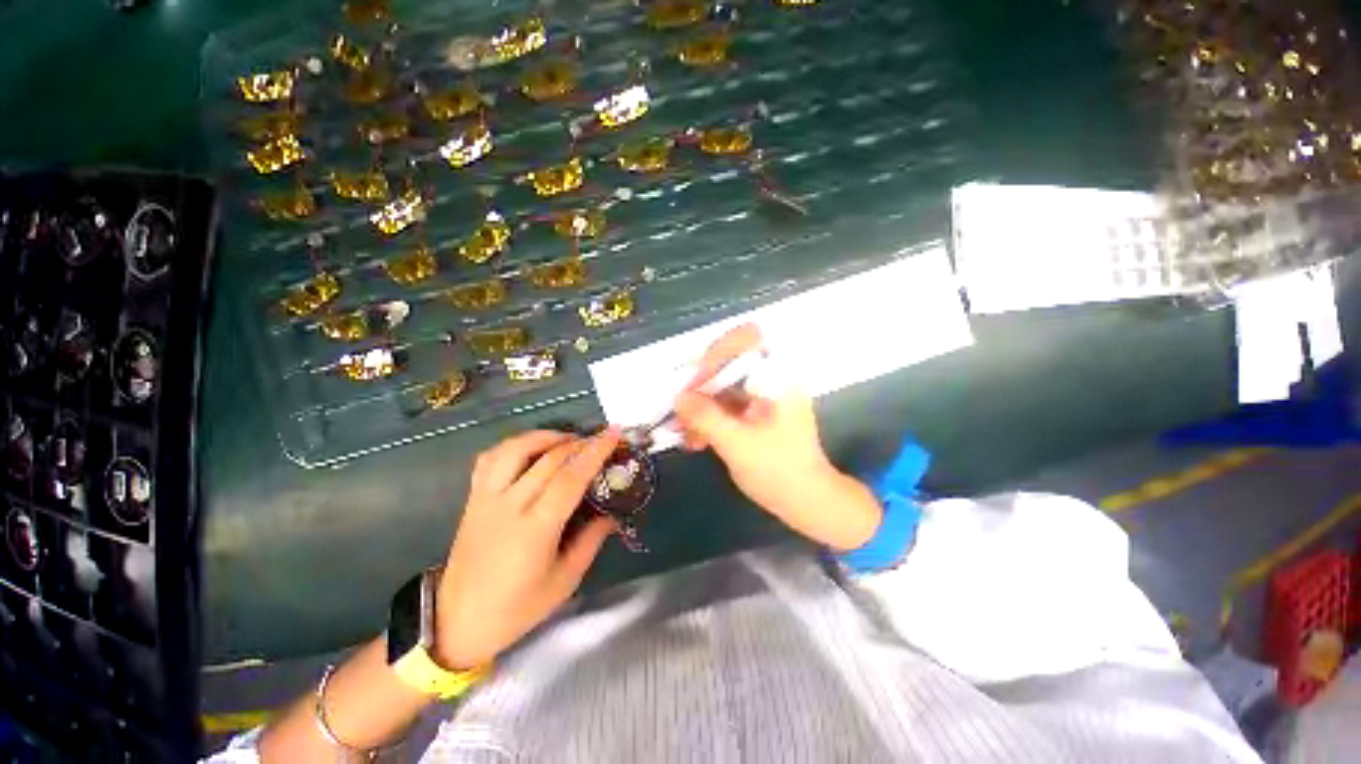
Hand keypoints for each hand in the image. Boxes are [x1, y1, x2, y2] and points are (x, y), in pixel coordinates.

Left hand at [434, 428, 620, 668]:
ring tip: (568, 440)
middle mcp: (510, 505)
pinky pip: (491, 457)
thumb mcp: (565, 581)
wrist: (457, 621)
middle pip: (549, 459)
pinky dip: (515, 444)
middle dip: (580, 443)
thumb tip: (612, 513)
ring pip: (516, 449)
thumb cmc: (516, 608)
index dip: (595, 452)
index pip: (570, 478)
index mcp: (535, 529)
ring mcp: (487, 498)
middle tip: (601, 439)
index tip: (614, 433)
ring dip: (546, 437)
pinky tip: (531, 449)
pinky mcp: (474, 497)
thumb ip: (591, 540)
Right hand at [673, 325, 881, 550]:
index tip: (694, 379)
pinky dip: (710, 418)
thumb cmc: (779, 470)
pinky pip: (727, 404)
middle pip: (729, 363)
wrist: (808, 501)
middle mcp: (772, 378)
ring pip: (724, 386)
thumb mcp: (737, 444)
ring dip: (701, 405)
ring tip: (683, 432)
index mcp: (778, 377)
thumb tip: (678, 397)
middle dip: (700, 386)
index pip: (746, 339)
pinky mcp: (757, 412)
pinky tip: (695, 439)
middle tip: (680, 408)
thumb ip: (705, 417)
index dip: (717, 352)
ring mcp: (764, 395)